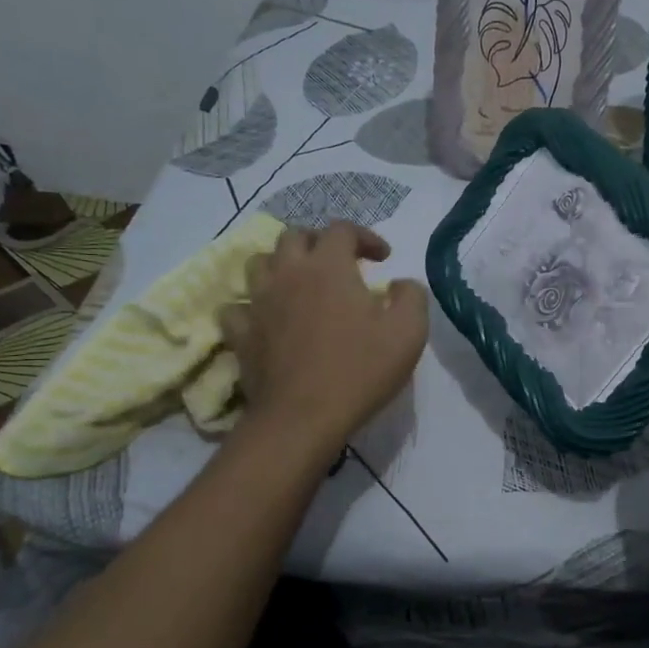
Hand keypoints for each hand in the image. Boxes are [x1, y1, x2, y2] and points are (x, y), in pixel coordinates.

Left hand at [222, 221, 428, 451]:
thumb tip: (401, 283)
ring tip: (300, 283)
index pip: (342, 229)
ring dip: (282, 265)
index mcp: (329, 266)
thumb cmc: (360, 371)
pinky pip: (237, 306)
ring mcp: (258, 302)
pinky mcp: (241, 333)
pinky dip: (252, 306)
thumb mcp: (408, 333)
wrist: (303, 418)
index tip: (383, 258)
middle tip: (340, 264)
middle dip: (320, 242)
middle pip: (295, 236)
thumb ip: (411, 297)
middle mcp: (288, 273)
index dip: (365, 236)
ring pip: (259, 263)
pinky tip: (267, 318)